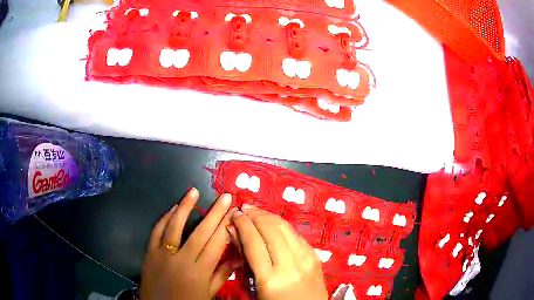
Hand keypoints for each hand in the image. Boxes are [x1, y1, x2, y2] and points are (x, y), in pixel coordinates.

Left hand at [140, 188, 240, 299]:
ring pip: (175, 226)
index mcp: (199, 271)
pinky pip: (156, 232)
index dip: (226, 226)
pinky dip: (164, 218)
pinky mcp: (149, 253)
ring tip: (193, 190)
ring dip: (185, 207)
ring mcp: (163, 254)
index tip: (234, 212)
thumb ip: (221, 275)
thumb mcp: (208, 294)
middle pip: (201, 232)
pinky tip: (172, 208)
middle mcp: (182, 259)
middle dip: (215, 212)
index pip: (216, 244)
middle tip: (225, 196)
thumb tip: (237, 258)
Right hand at [230, 204, 327, 299]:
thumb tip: (235, 232)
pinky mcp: (315, 256)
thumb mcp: (256, 287)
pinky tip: (273, 223)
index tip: (235, 214)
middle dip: (255, 215)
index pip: (253, 242)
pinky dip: (282, 226)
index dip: (243, 224)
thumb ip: (246, 260)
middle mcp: (290, 265)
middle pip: (270, 229)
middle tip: (244, 209)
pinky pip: (296, 235)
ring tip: (256, 211)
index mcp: (270, 278)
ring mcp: (306, 259)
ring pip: (285, 227)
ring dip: (268, 215)